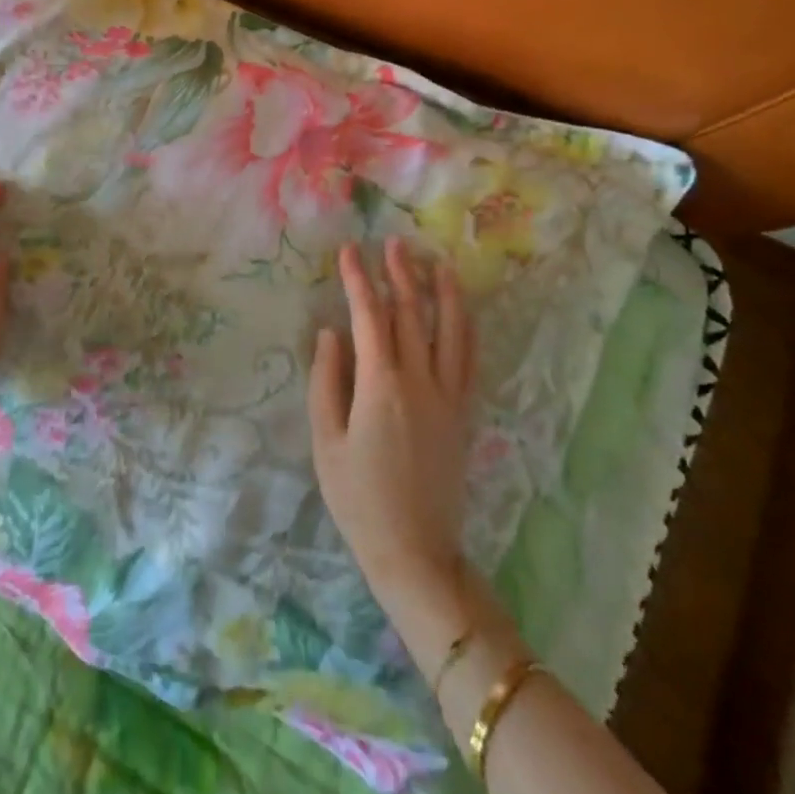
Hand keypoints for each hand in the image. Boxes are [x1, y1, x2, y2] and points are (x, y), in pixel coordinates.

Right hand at [309, 238, 476, 608]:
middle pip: (412, 315)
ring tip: (435, 262)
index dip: (358, 281)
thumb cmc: (357, 497)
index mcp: (381, 387)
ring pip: (450, 331)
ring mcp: (449, 397)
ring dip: (442, 293)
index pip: (370, 318)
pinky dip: (465, 329)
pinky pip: (469, 360)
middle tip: (390, 244)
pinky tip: (461, 312)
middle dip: (399, 275)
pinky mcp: (463, 414)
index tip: (348, 252)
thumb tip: (330, 332)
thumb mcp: (326, 440)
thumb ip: (326, 380)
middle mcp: (421, 382)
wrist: (414, 549)